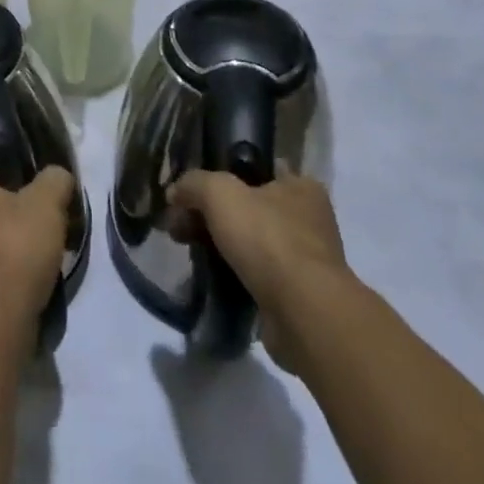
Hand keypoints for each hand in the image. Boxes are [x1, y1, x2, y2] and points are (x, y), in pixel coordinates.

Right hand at [170, 171, 350, 324]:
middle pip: (248, 206)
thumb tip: (175, 191)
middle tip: (178, 225)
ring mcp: (304, 258)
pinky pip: (256, 273)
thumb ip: (194, 183)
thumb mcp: (219, 193)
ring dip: (219, 244)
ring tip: (187, 250)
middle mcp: (308, 218)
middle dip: (210, 213)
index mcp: (300, 187)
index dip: (224, 174)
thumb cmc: (267, 239)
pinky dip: (233, 273)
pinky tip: (208, 275)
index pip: (259, 169)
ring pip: (250, 241)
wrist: (303, 313)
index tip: (195, 190)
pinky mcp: (296, 294)